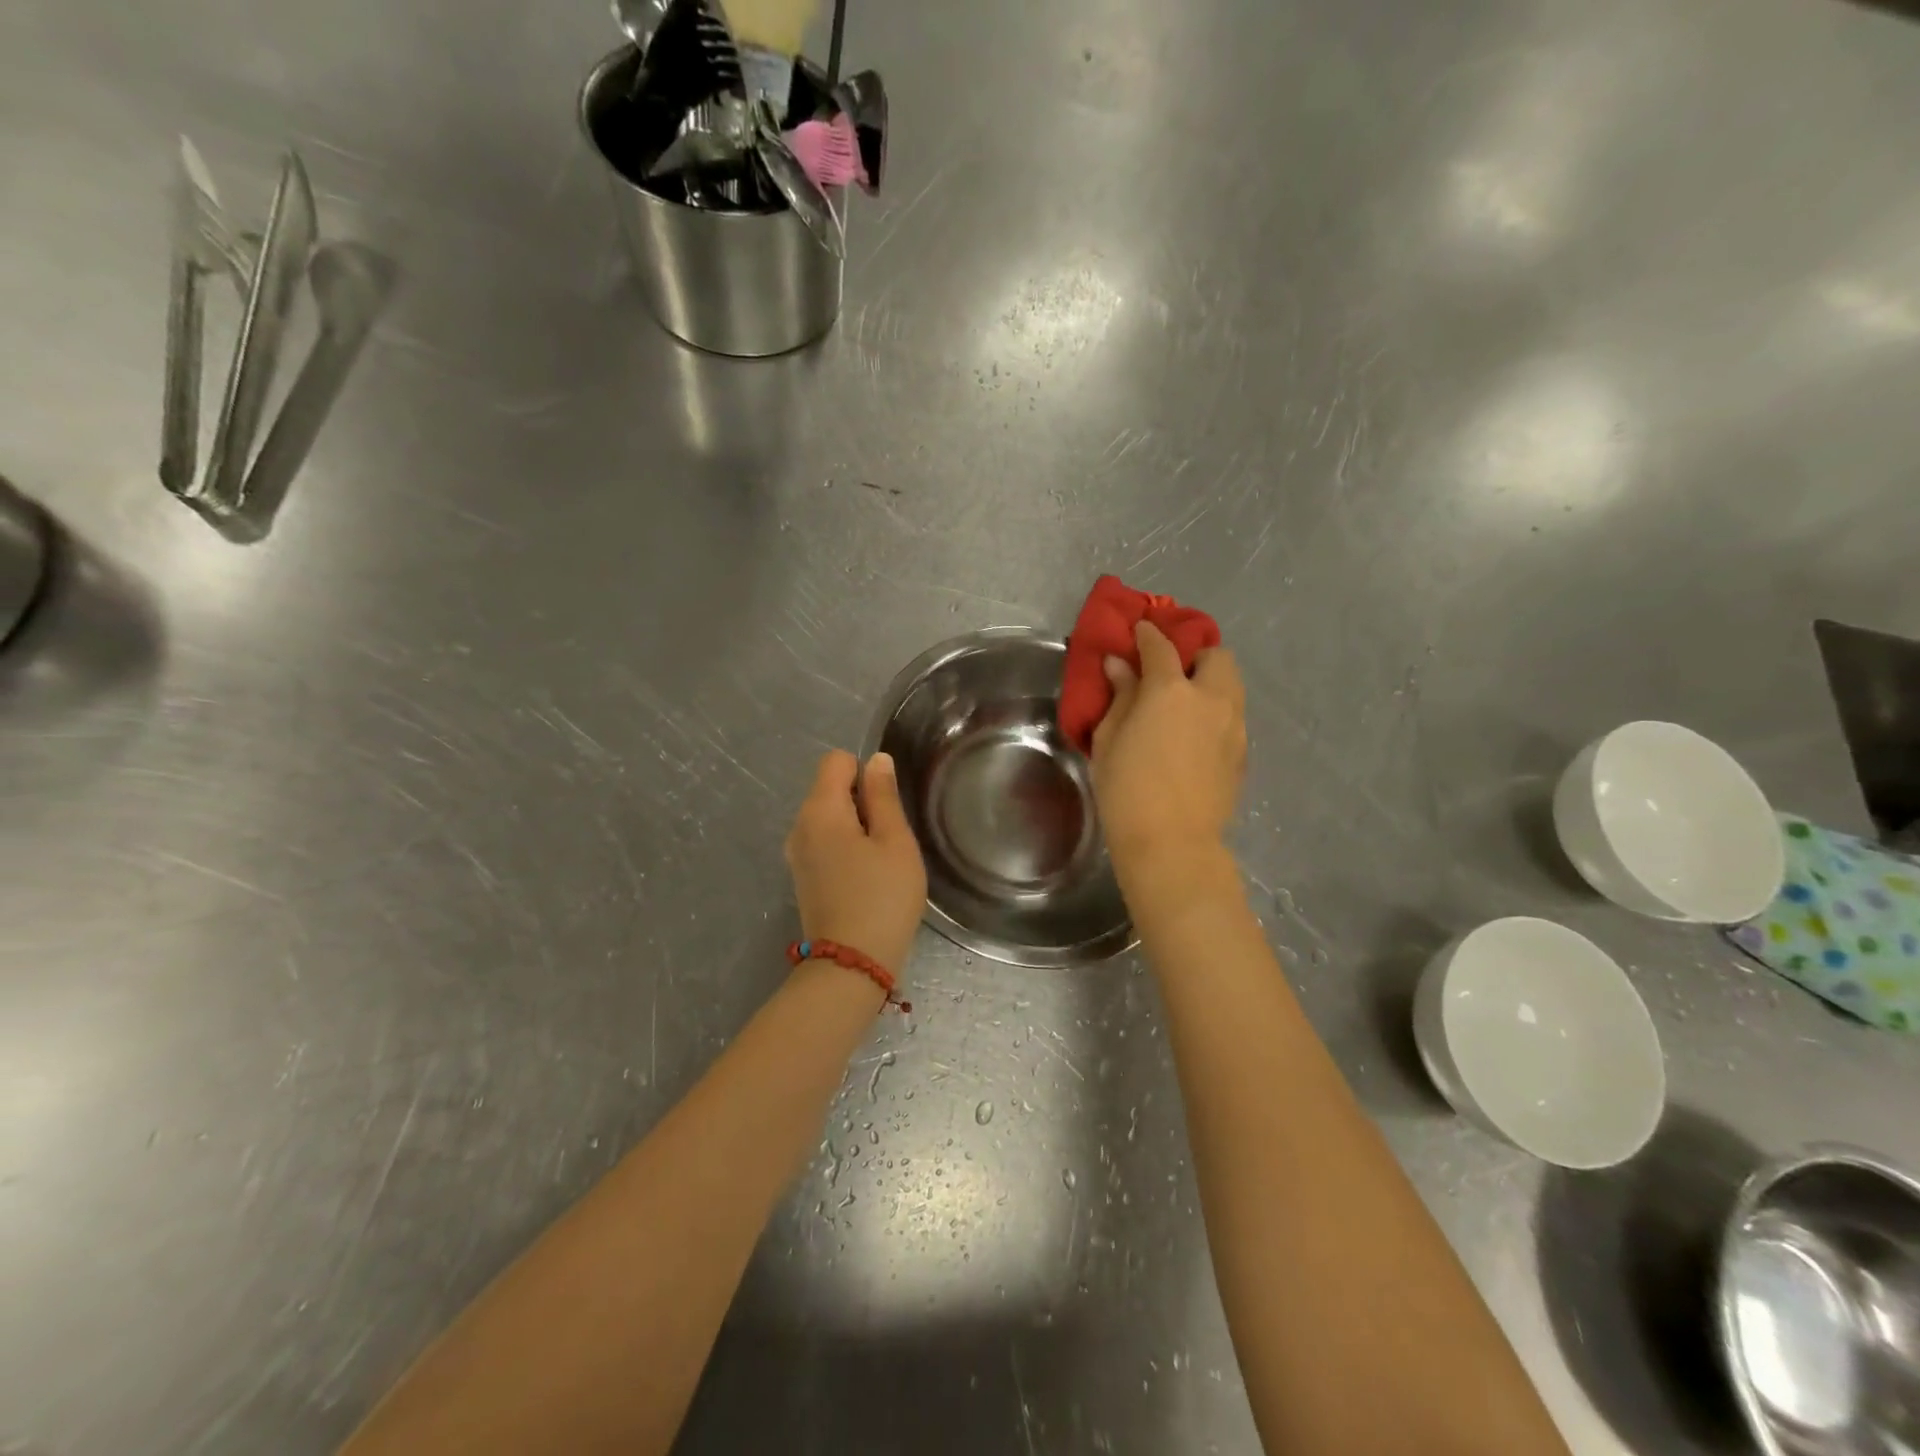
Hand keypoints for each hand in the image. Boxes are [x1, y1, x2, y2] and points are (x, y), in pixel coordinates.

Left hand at [784, 750, 927, 976]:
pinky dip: (845, 848)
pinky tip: (864, 877)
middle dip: (862, 802)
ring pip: (828, 817)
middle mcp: (799, 826)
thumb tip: (876, 760)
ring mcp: (797, 854)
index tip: (885, 806)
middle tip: (889, 839)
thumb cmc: (883, 897)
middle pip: (830, 788)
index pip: (835, 760)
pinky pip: (824, 842)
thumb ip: (883, 796)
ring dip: (855, 827)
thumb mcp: (895, 841)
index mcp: (819, 810)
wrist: (852, 964)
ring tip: (879, 861)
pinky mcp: (802, 877)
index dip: (865, 772)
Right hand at [1092, 621, 1246, 877]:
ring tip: (1185, 702)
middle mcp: (1211, 699)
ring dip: (1210, 681)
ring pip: (1232, 685)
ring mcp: (1234, 727)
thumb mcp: (1109, 739)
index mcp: (1172, 690)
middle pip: (1216, 656)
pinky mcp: (1243, 753)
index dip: (1148, 634)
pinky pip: (1233, 717)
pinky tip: (1195, 734)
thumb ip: (1120, 696)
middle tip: (1170, 670)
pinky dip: (1216, 712)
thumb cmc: (1126, 789)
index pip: (1161, 646)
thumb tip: (1120, 665)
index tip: (1138, 630)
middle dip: (1195, 653)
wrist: (1172, 843)